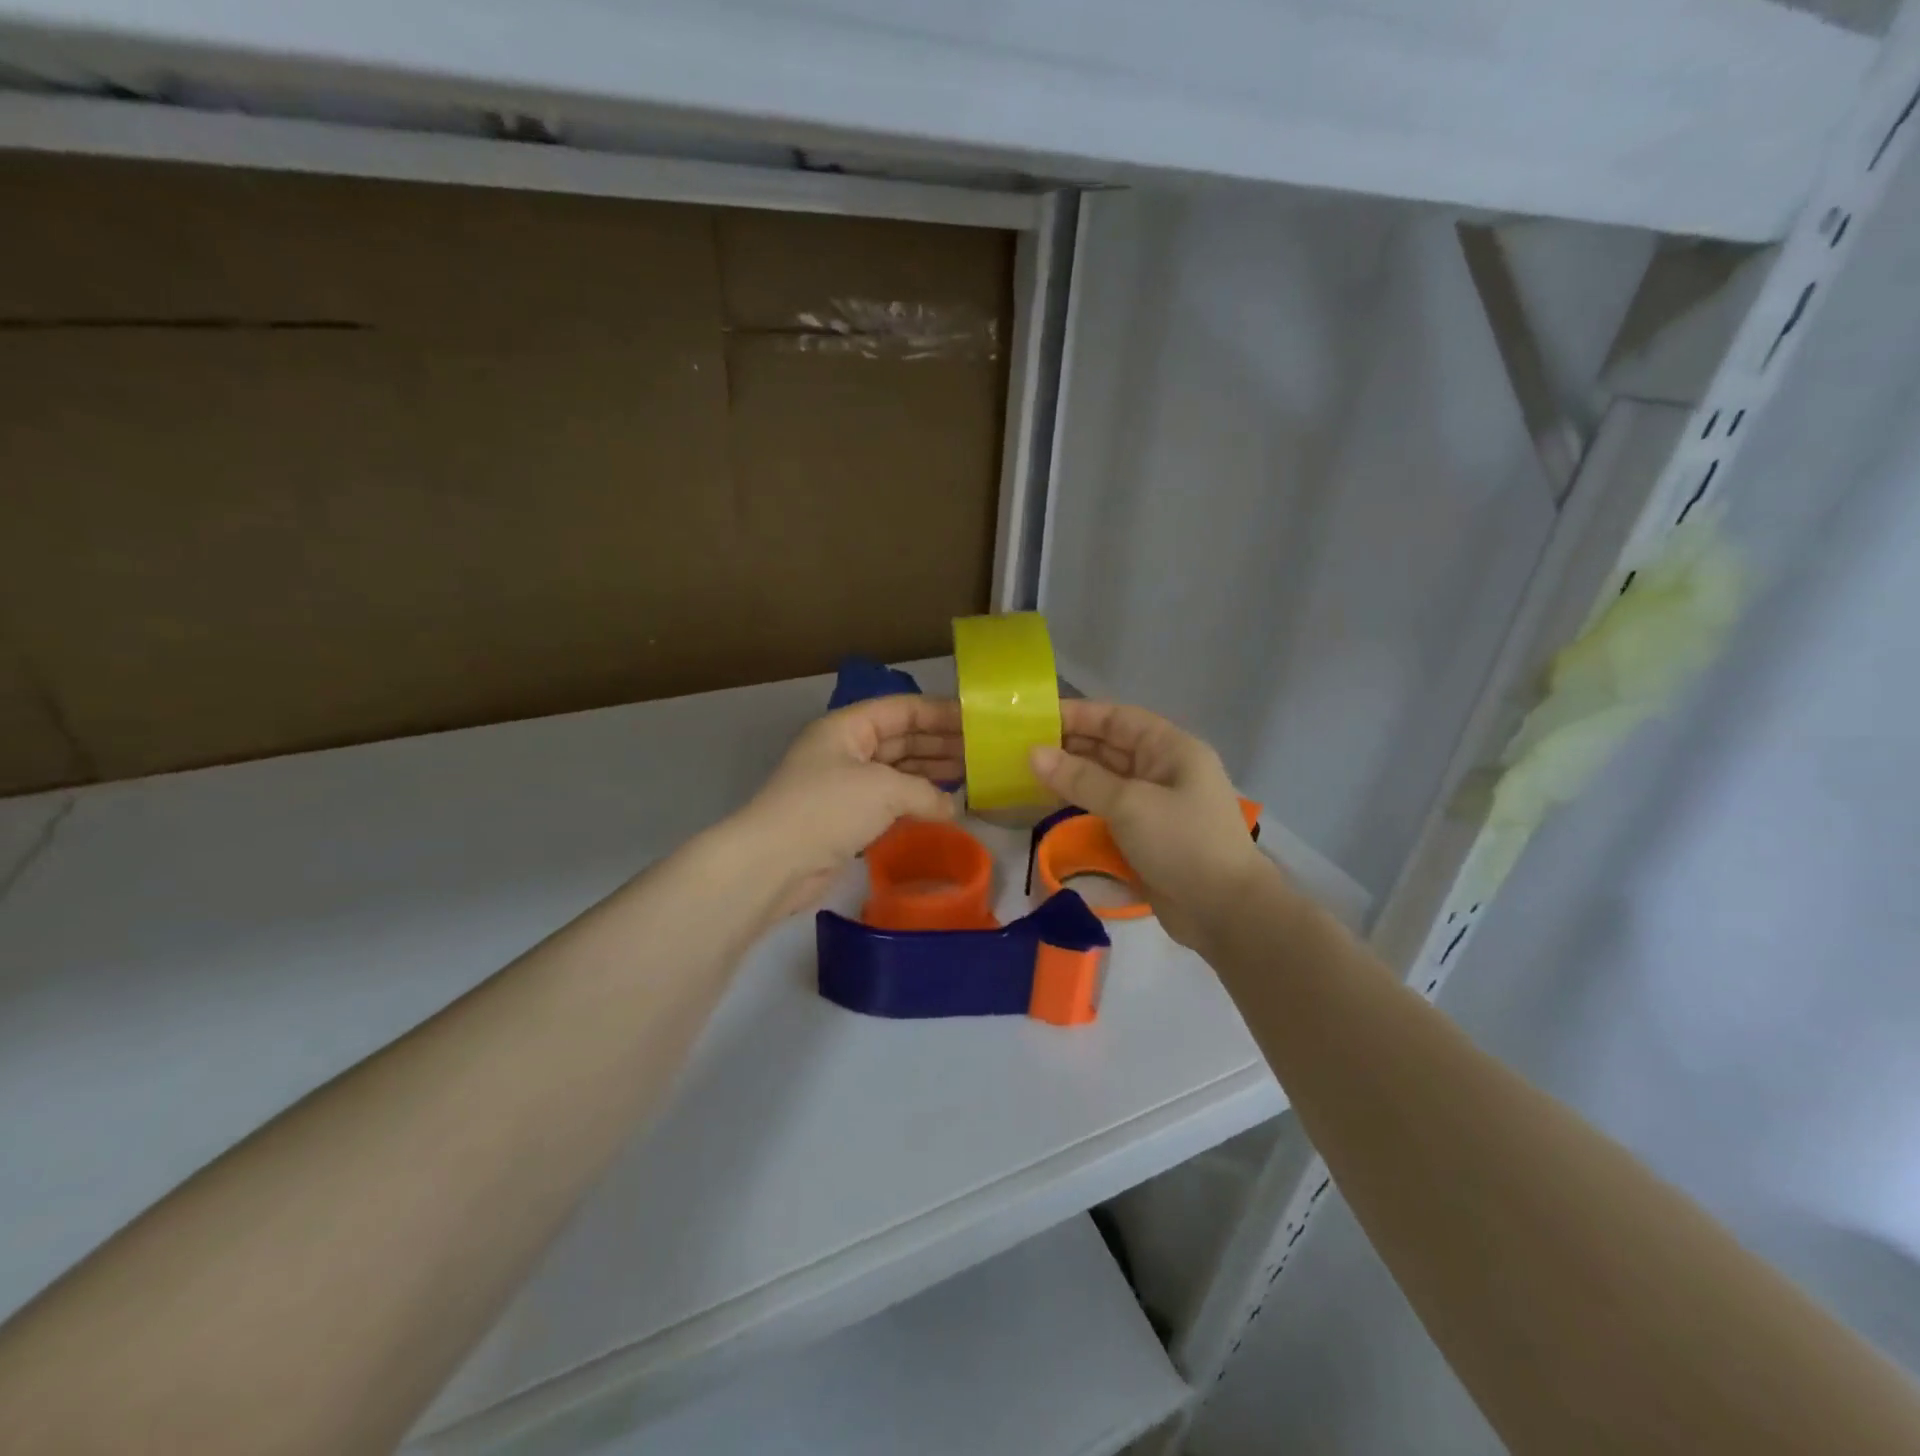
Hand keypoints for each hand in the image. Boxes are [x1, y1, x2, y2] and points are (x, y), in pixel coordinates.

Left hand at [731, 696, 962, 919]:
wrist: (774, 863)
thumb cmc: (828, 809)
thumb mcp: (884, 790)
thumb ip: (926, 793)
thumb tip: (952, 807)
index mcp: (847, 727)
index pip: (902, 709)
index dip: (940, 713)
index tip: (976, 721)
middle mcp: (846, 750)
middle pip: (901, 738)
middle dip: (940, 743)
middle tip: (981, 752)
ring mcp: (845, 785)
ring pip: (897, 770)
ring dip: (931, 773)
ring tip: (971, 776)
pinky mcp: (846, 818)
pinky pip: (889, 801)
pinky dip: (915, 801)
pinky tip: (943, 806)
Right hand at [1031, 701, 1275, 950]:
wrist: (1225, 912)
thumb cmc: (1182, 843)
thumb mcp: (1129, 804)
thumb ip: (1080, 777)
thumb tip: (1033, 753)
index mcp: (1171, 749)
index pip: (1117, 718)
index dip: (1077, 715)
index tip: (1034, 718)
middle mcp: (1163, 769)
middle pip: (1110, 747)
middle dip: (1069, 745)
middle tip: (1020, 747)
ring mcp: (1155, 803)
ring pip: (1106, 779)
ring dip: (1071, 776)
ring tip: (1027, 774)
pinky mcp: (1146, 834)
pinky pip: (1107, 809)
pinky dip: (1081, 804)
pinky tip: (1050, 805)